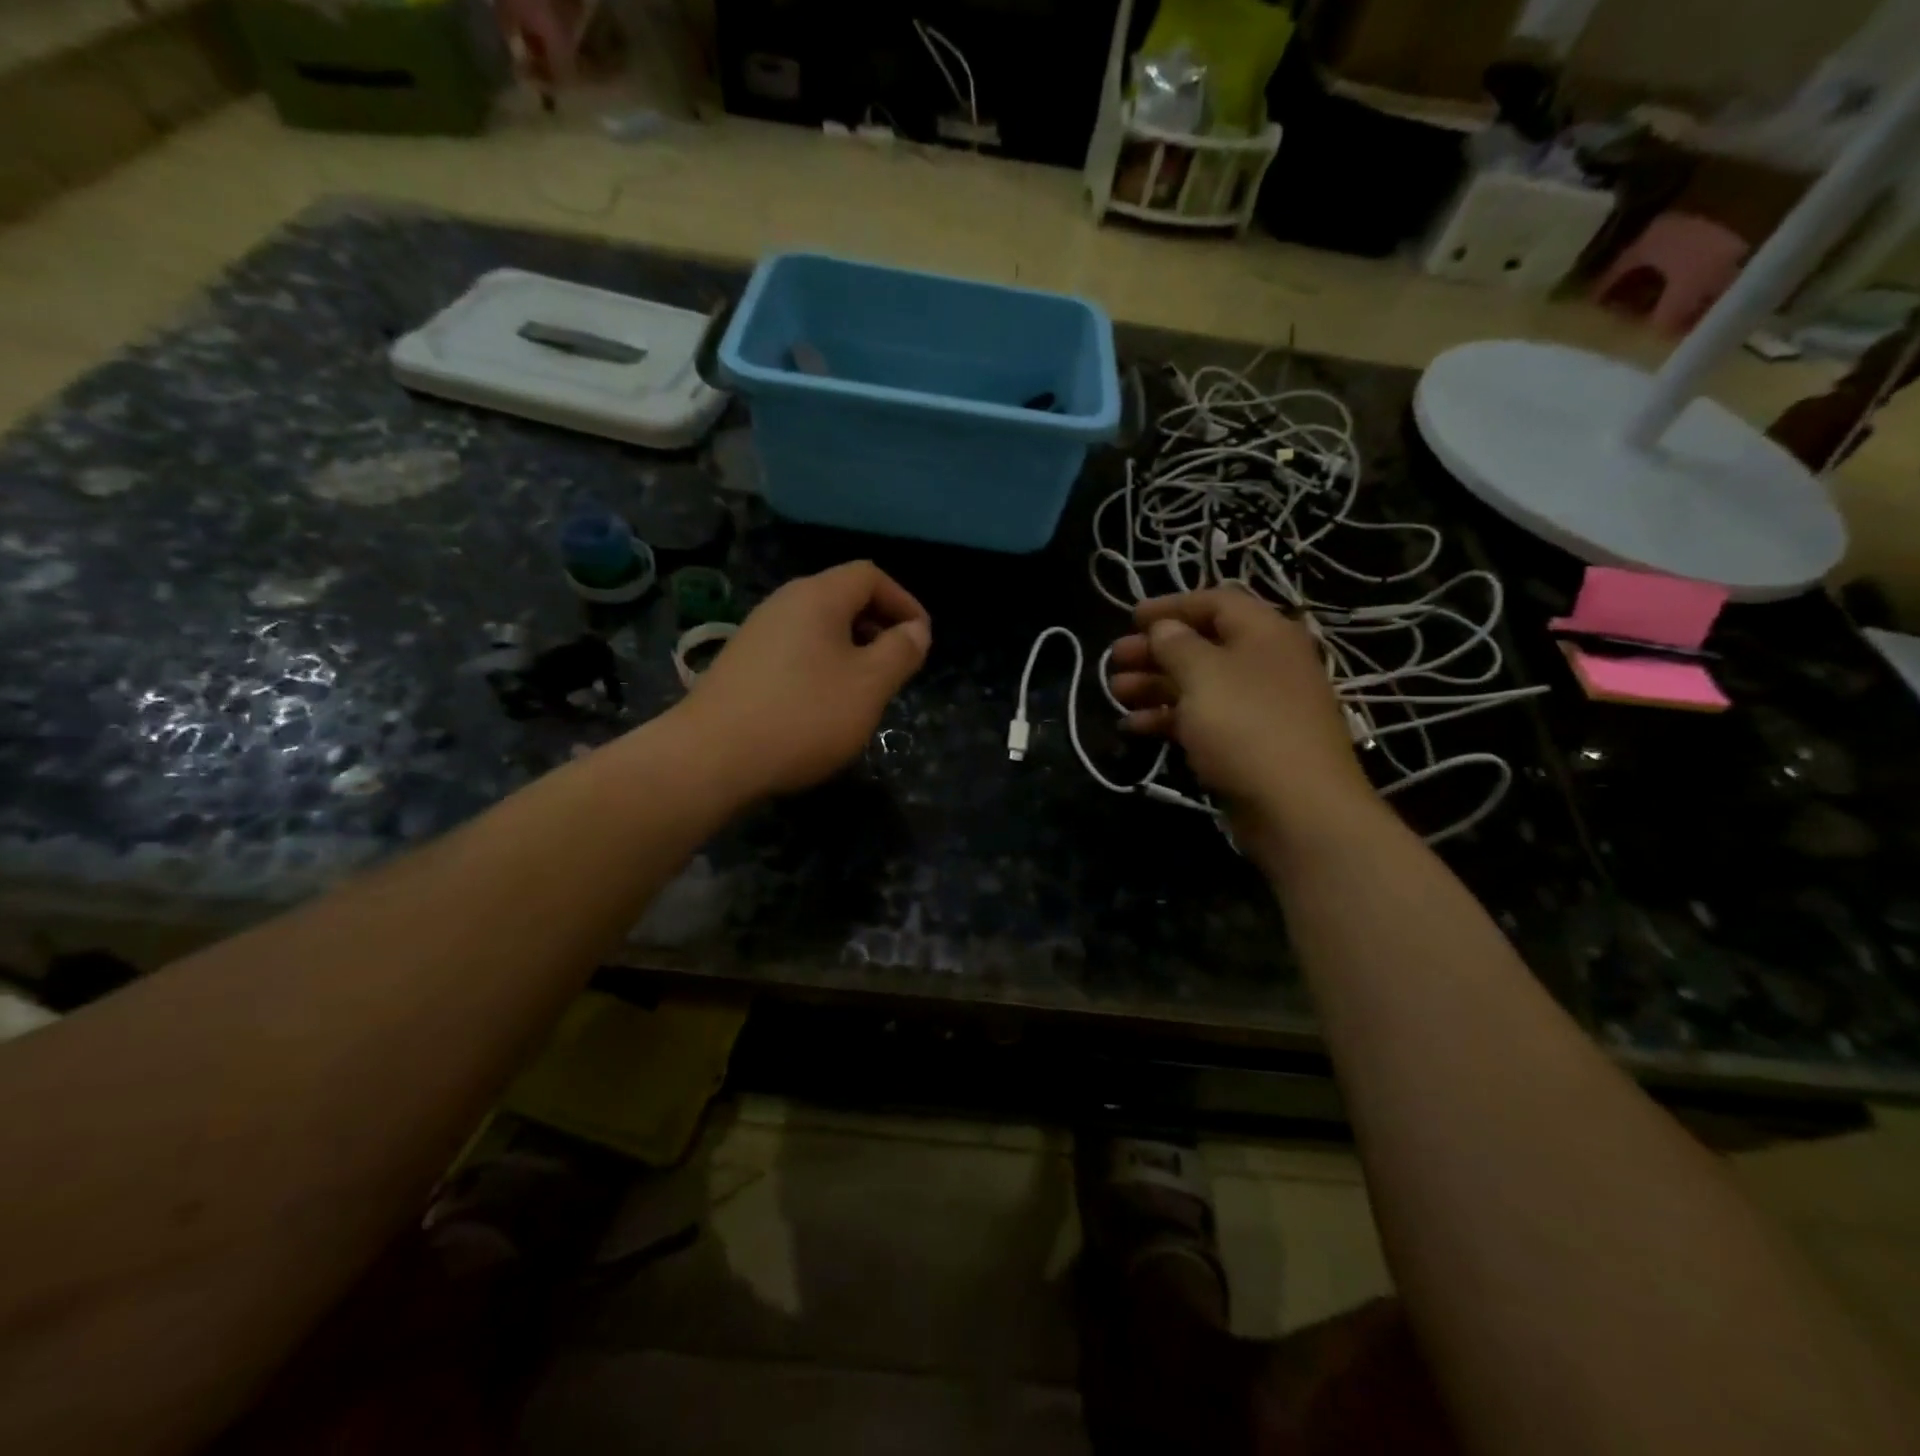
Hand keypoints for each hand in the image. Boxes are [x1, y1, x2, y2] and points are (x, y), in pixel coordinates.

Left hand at [677, 561, 931, 798]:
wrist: (711, 757)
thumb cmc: (803, 715)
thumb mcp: (869, 685)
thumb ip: (900, 652)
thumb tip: (916, 630)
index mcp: (817, 596)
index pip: (870, 576)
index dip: (904, 601)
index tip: (921, 639)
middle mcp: (783, 603)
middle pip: (842, 598)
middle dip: (878, 627)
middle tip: (897, 666)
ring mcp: (757, 633)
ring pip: (818, 628)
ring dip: (851, 650)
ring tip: (865, 690)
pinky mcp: (741, 664)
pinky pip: (795, 651)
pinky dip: (822, 666)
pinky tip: (823, 706)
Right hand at [1108, 590, 1378, 844]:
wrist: (1298, 809)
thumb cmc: (1248, 727)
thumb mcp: (1204, 675)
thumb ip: (1177, 645)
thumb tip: (1164, 628)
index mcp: (1264, 633)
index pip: (1216, 602)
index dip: (1171, 605)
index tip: (1130, 618)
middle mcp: (1264, 663)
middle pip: (1203, 645)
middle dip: (1155, 649)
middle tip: (1114, 659)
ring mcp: (1257, 707)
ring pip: (1198, 685)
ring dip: (1154, 684)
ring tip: (1116, 692)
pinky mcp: (1246, 744)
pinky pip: (1202, 720)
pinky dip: (1168, 719)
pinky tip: (1134, 727)